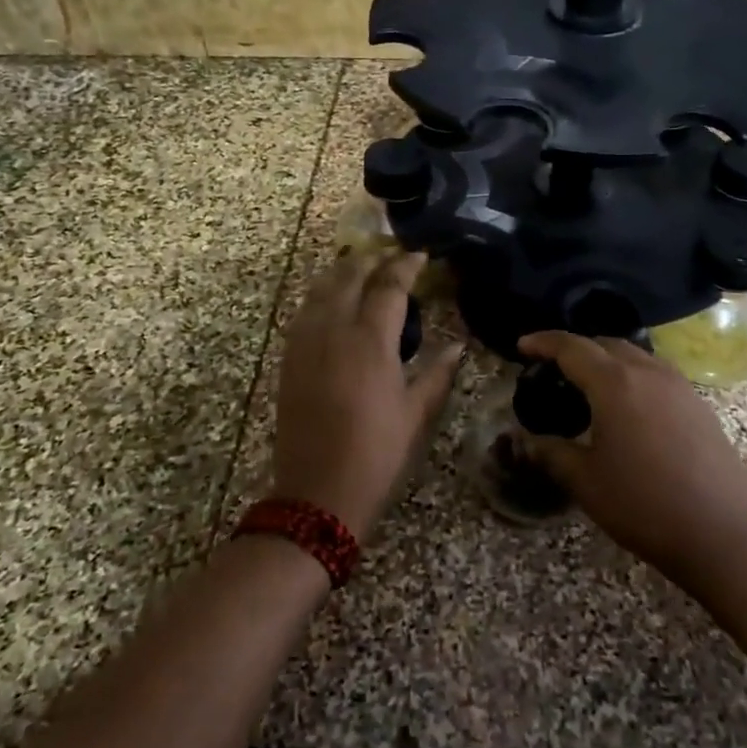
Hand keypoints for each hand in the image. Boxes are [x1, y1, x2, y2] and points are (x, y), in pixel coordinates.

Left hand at [273, 251, 461, 537]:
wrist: (317, 491)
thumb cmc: (377, 453)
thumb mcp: (416, 413)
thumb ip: (438, 374)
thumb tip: (458, 348)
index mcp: (371, 340)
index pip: (389, 286)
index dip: (406, 266)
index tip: (420, 256)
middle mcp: (334, 330)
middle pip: (348, 277)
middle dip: (370, 260)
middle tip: (390, 255)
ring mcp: (305, 343)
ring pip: (319, 289)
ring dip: (341, 273)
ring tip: (360, 269)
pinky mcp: (288, 359)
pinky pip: (303, 312)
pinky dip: (320, 296)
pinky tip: (331, 303)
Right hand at [517, 332, 746, 594]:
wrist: (725, 534)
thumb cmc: (645, 505)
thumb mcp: (586, 481)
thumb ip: (550, 453)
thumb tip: (523, 441)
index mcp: (615, 383)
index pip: (572, 347)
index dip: (544, 342)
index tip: (523, 345)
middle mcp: (648, 372)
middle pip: (605, 343)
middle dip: (576, 348)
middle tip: (552, 369)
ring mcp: (679, 386)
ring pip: (635, 355)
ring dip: (606, 360)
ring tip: (587, 385)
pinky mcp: (699, 405)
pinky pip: (656, 373)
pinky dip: (631, 375)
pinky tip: (626, 407)